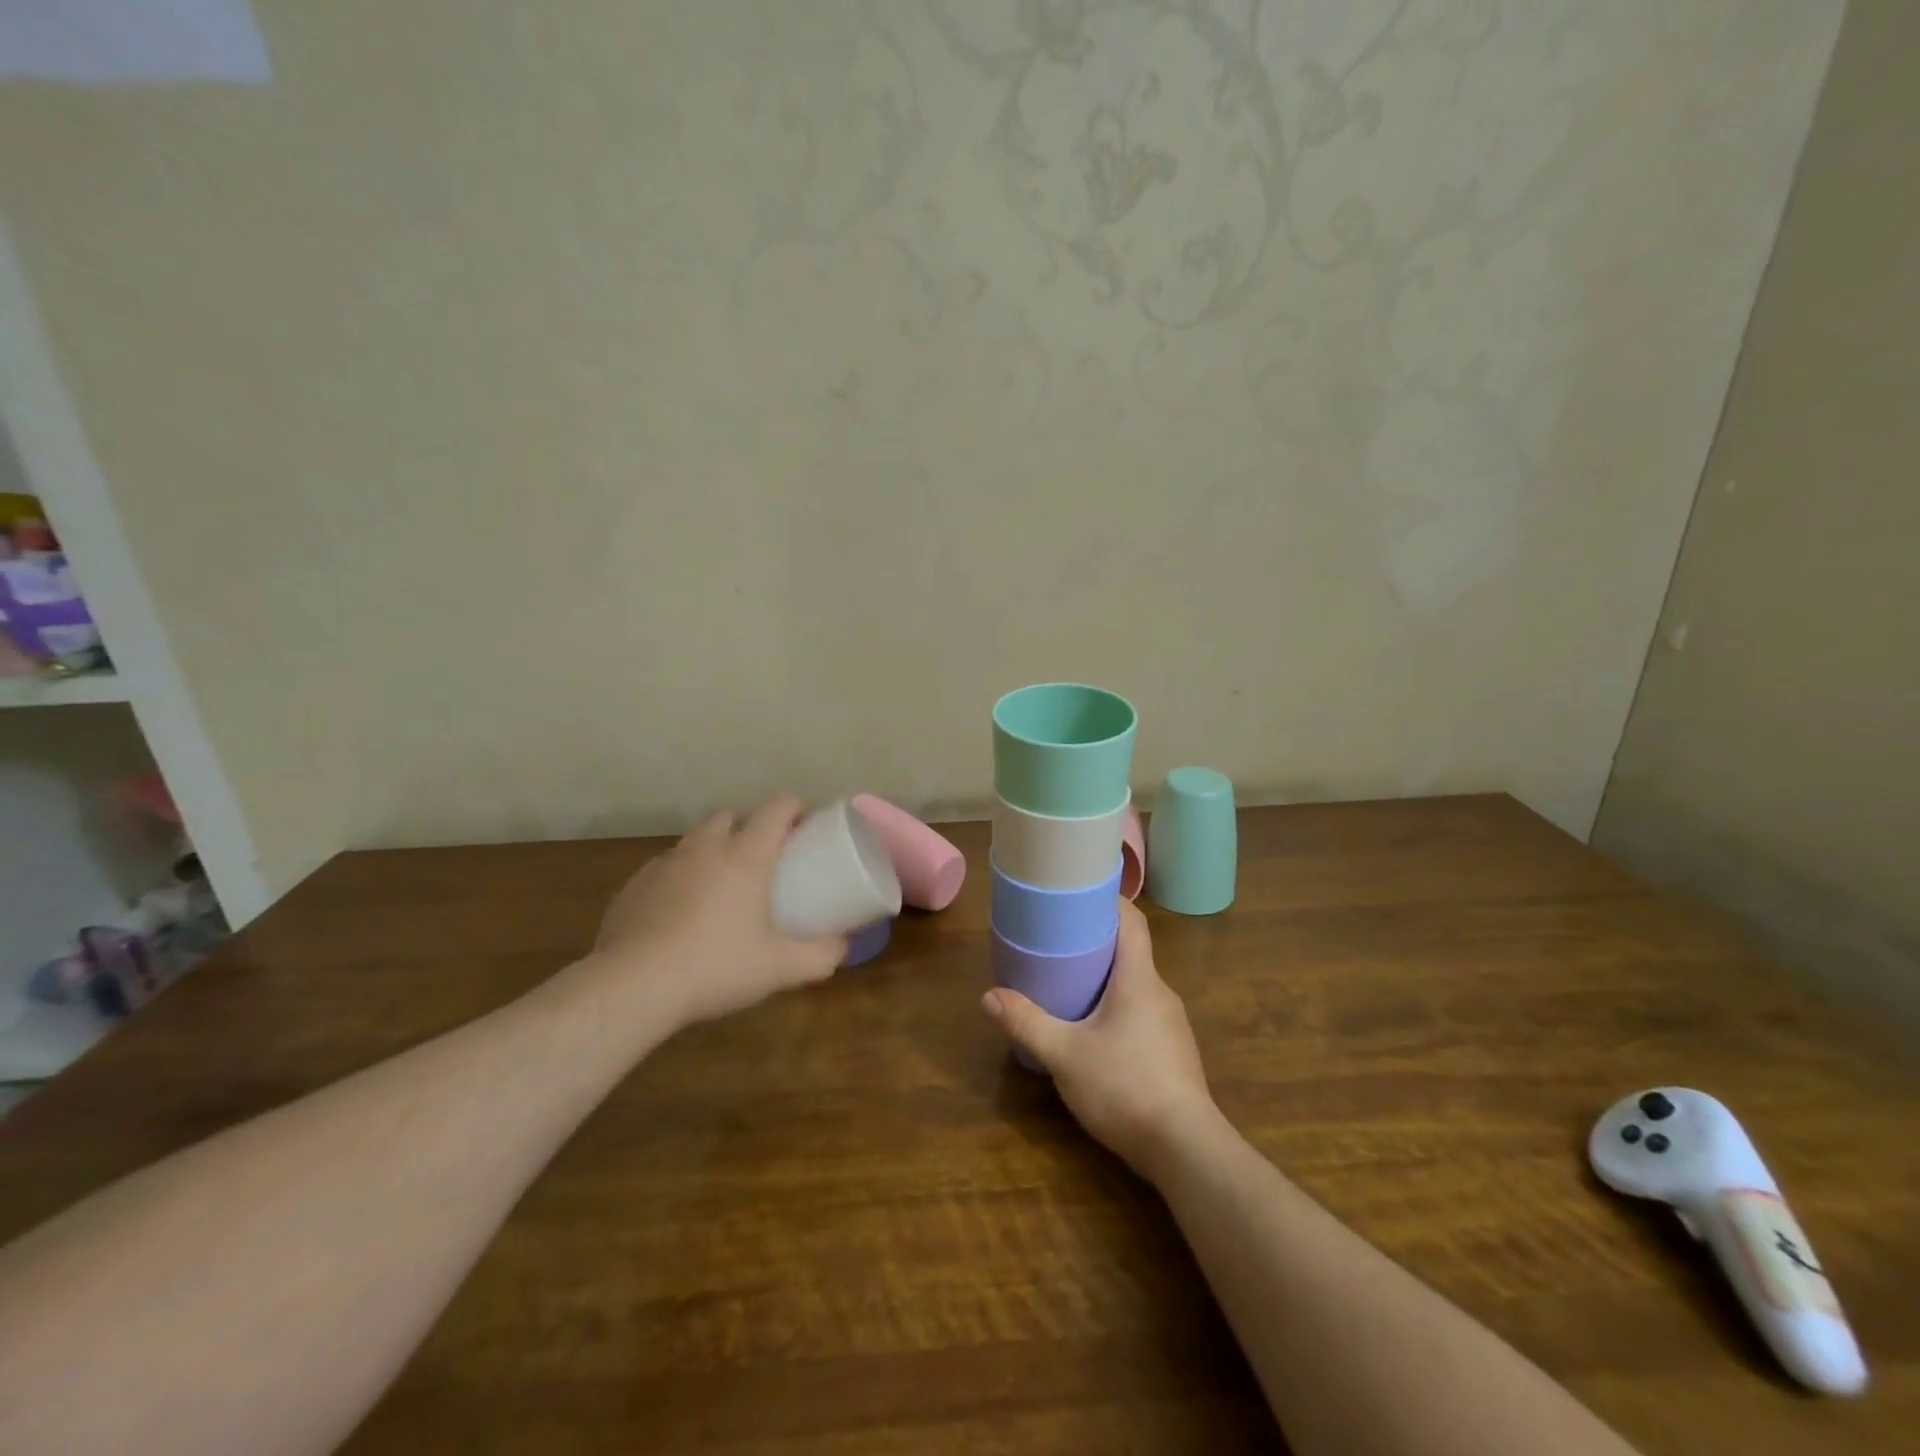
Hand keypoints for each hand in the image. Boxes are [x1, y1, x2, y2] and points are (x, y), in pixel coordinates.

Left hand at [590, 795, 846, 1031]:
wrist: (632, 987)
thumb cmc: (715, 967)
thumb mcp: (778, 968)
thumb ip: (819, 956)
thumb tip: (844, 948)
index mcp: (746, 856)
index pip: (776, 807)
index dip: (794, 808)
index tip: (804, 827)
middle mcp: (705, 848)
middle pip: (730, 815)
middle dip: (748, 826)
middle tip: (761, 859)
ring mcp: (665, 864)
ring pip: (694, 840)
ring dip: (711, 850)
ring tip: (720, 886)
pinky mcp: (633, 885)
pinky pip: (664, 868)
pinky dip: (679, 878)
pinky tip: (680, 913)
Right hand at [982, 899, 1218, 1178]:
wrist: (1186, 1150)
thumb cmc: (1124, 1087)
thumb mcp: (1064, 1055)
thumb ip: (1027, 1023)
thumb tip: (988, 996)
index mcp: (1139, 979)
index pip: (1132, 921)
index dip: (1109, 900)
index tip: (1080, 892)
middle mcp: (1161, 993)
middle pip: (1132, 952)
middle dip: (1098, 941)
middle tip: (1060, 940)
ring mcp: (1173, 1025)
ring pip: (1137, 985)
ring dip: (1108, 978)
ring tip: (1071, 983)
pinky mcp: (1174, 1052)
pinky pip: (1144, 1012)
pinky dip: (1119, 1007)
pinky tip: (1096, 1031)